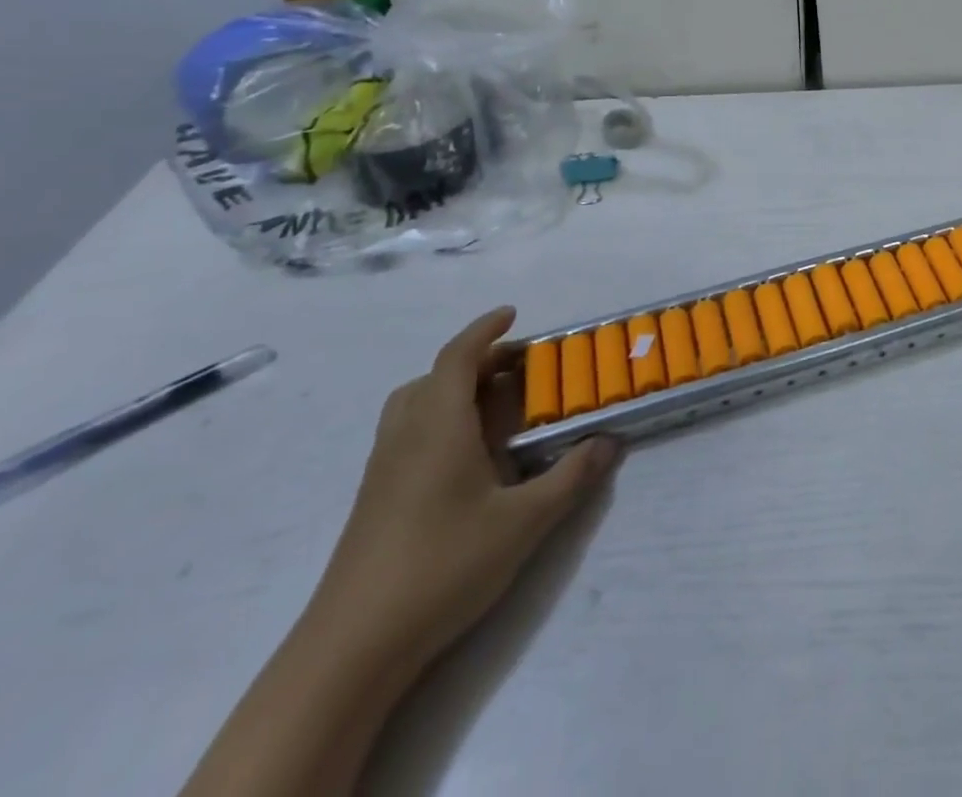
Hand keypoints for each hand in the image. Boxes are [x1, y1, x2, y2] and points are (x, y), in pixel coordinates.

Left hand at [306, 309, 619, 669]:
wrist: (352, 648)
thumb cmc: (443, 565)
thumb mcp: (524, 521)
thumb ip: (571, 477)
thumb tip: (610, 441)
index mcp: (438, 425)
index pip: (457, 357)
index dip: (484, 330)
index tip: (512, 313)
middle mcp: (405, 437)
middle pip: (432, 378)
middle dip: (474, 362)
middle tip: (515, 369)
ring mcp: (383, 471)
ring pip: (412, 407)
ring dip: (450, 391)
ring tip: (491, 408)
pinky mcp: (373, 502)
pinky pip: (406, 436)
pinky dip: (437, 422)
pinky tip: (466, 460)